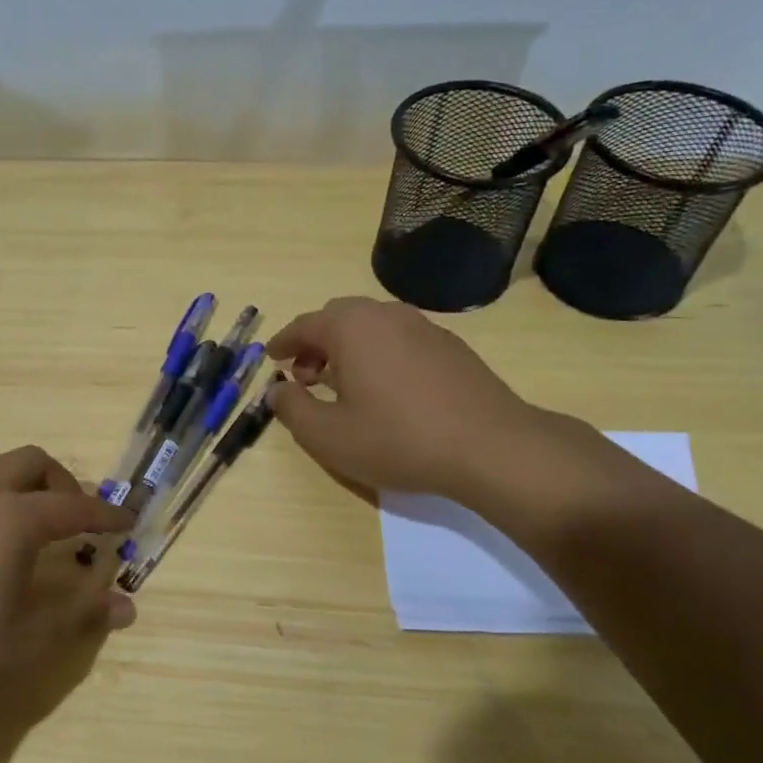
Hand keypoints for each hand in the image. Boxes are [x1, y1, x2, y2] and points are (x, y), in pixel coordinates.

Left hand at [0, 445, 134, 750]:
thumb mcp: (28, 642)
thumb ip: (80, 614)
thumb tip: (128, 606)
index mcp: (10, 518)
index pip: (71, 505)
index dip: (104, 514)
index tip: (127, 522)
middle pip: (28, 462)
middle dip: (61, 483)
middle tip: (73, 520)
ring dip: (11, 476)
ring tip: (21, 515)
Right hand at [268, 297, 607, 525]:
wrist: (490, 447)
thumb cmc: (398, 440)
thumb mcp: (328, 436)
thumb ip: (292, 409)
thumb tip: (277, 390)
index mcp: (350, 327)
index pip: (304, 325)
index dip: (283, 343)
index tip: (272, 360)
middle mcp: (385, 314)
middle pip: (337, 318)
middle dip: (315, 344)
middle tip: (306, 378)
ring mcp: (423, 326)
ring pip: (371, 326)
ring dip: (347, 348)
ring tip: (344, 385)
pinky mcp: (449, 345)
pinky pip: (399, 339)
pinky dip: (378, 354)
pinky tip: (385, 390)